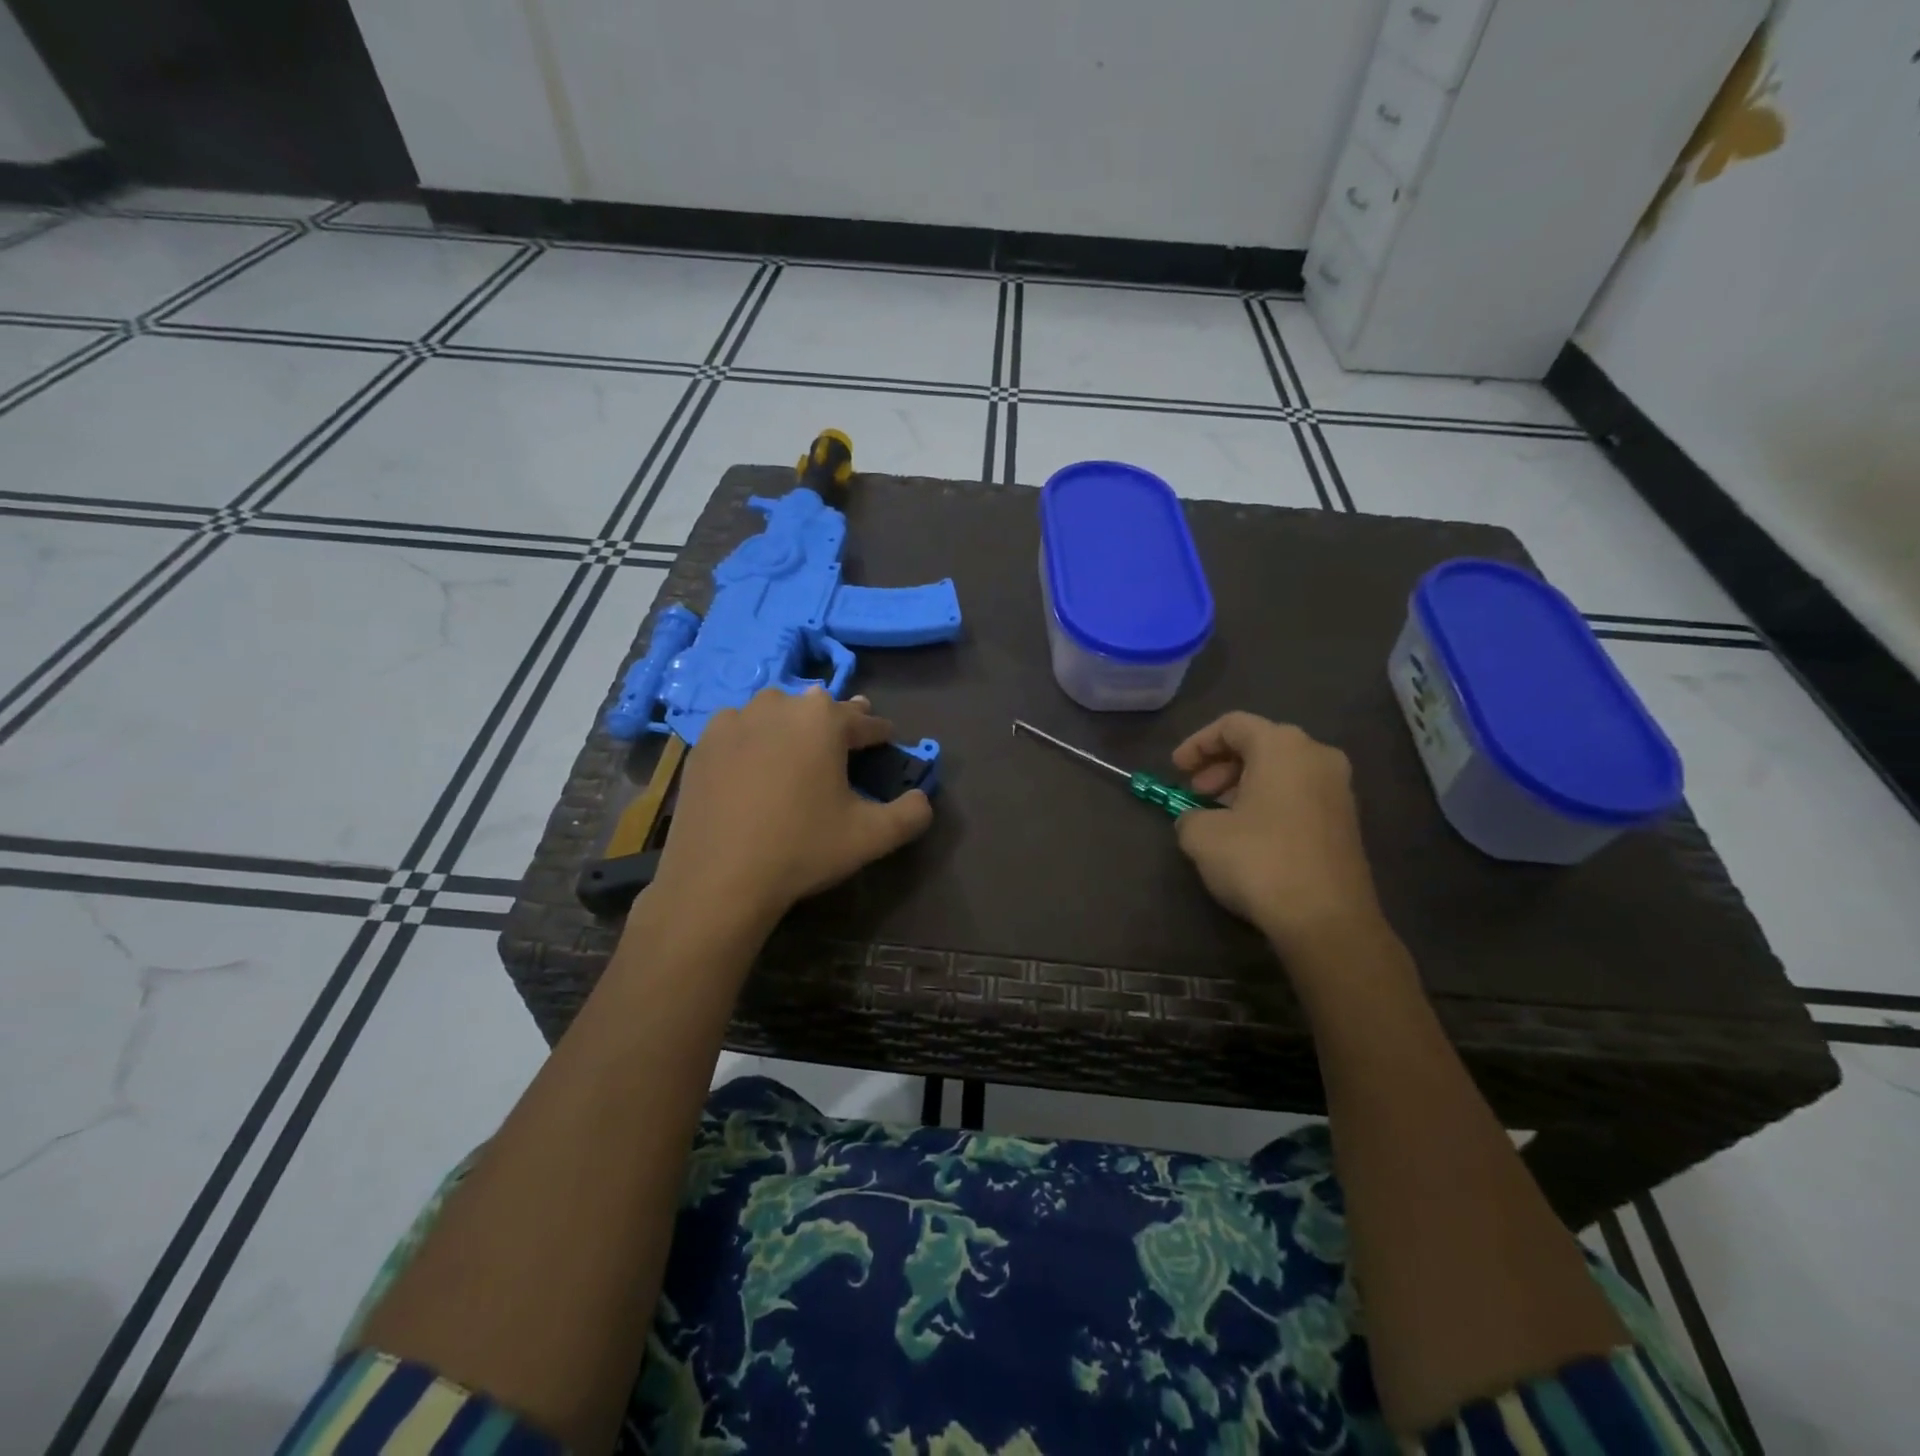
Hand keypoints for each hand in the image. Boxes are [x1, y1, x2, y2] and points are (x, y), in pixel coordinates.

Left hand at [650, 687, 933, 925]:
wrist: (718, 878)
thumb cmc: (802, 849)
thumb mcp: (872, 836)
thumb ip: (911, 814)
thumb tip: (922, 799)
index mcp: (824, 719)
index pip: (865, 721)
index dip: (880, 734)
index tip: (887, 742)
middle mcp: (779, 705)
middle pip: (819, 708)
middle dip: (837, 723)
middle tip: (845, 743)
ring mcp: (735, 720)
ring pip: (776, 712)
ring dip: (792, 725)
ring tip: (798, 750)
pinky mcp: (704, 742)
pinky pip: (741, 730)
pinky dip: (754, 739)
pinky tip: (755, 764)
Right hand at [1171, 713, 1385, 958]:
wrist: (1326, 918)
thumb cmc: (1259, 861)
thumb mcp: (1201, 835)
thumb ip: (1189, 815)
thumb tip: (1196, 819)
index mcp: (1283, 745)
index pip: (1232, 725)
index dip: (1197, 744)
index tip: (1175, 771)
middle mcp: (1317, 756)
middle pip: (1259, 744)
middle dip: (1220, 766)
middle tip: (1195, 793)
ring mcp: (1338, 789)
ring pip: (1280, 771)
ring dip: (1242, 785)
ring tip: (1215, 816)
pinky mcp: (1345, 821)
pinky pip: (1297, 794)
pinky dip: (1267, 802)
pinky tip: (1246, 834)